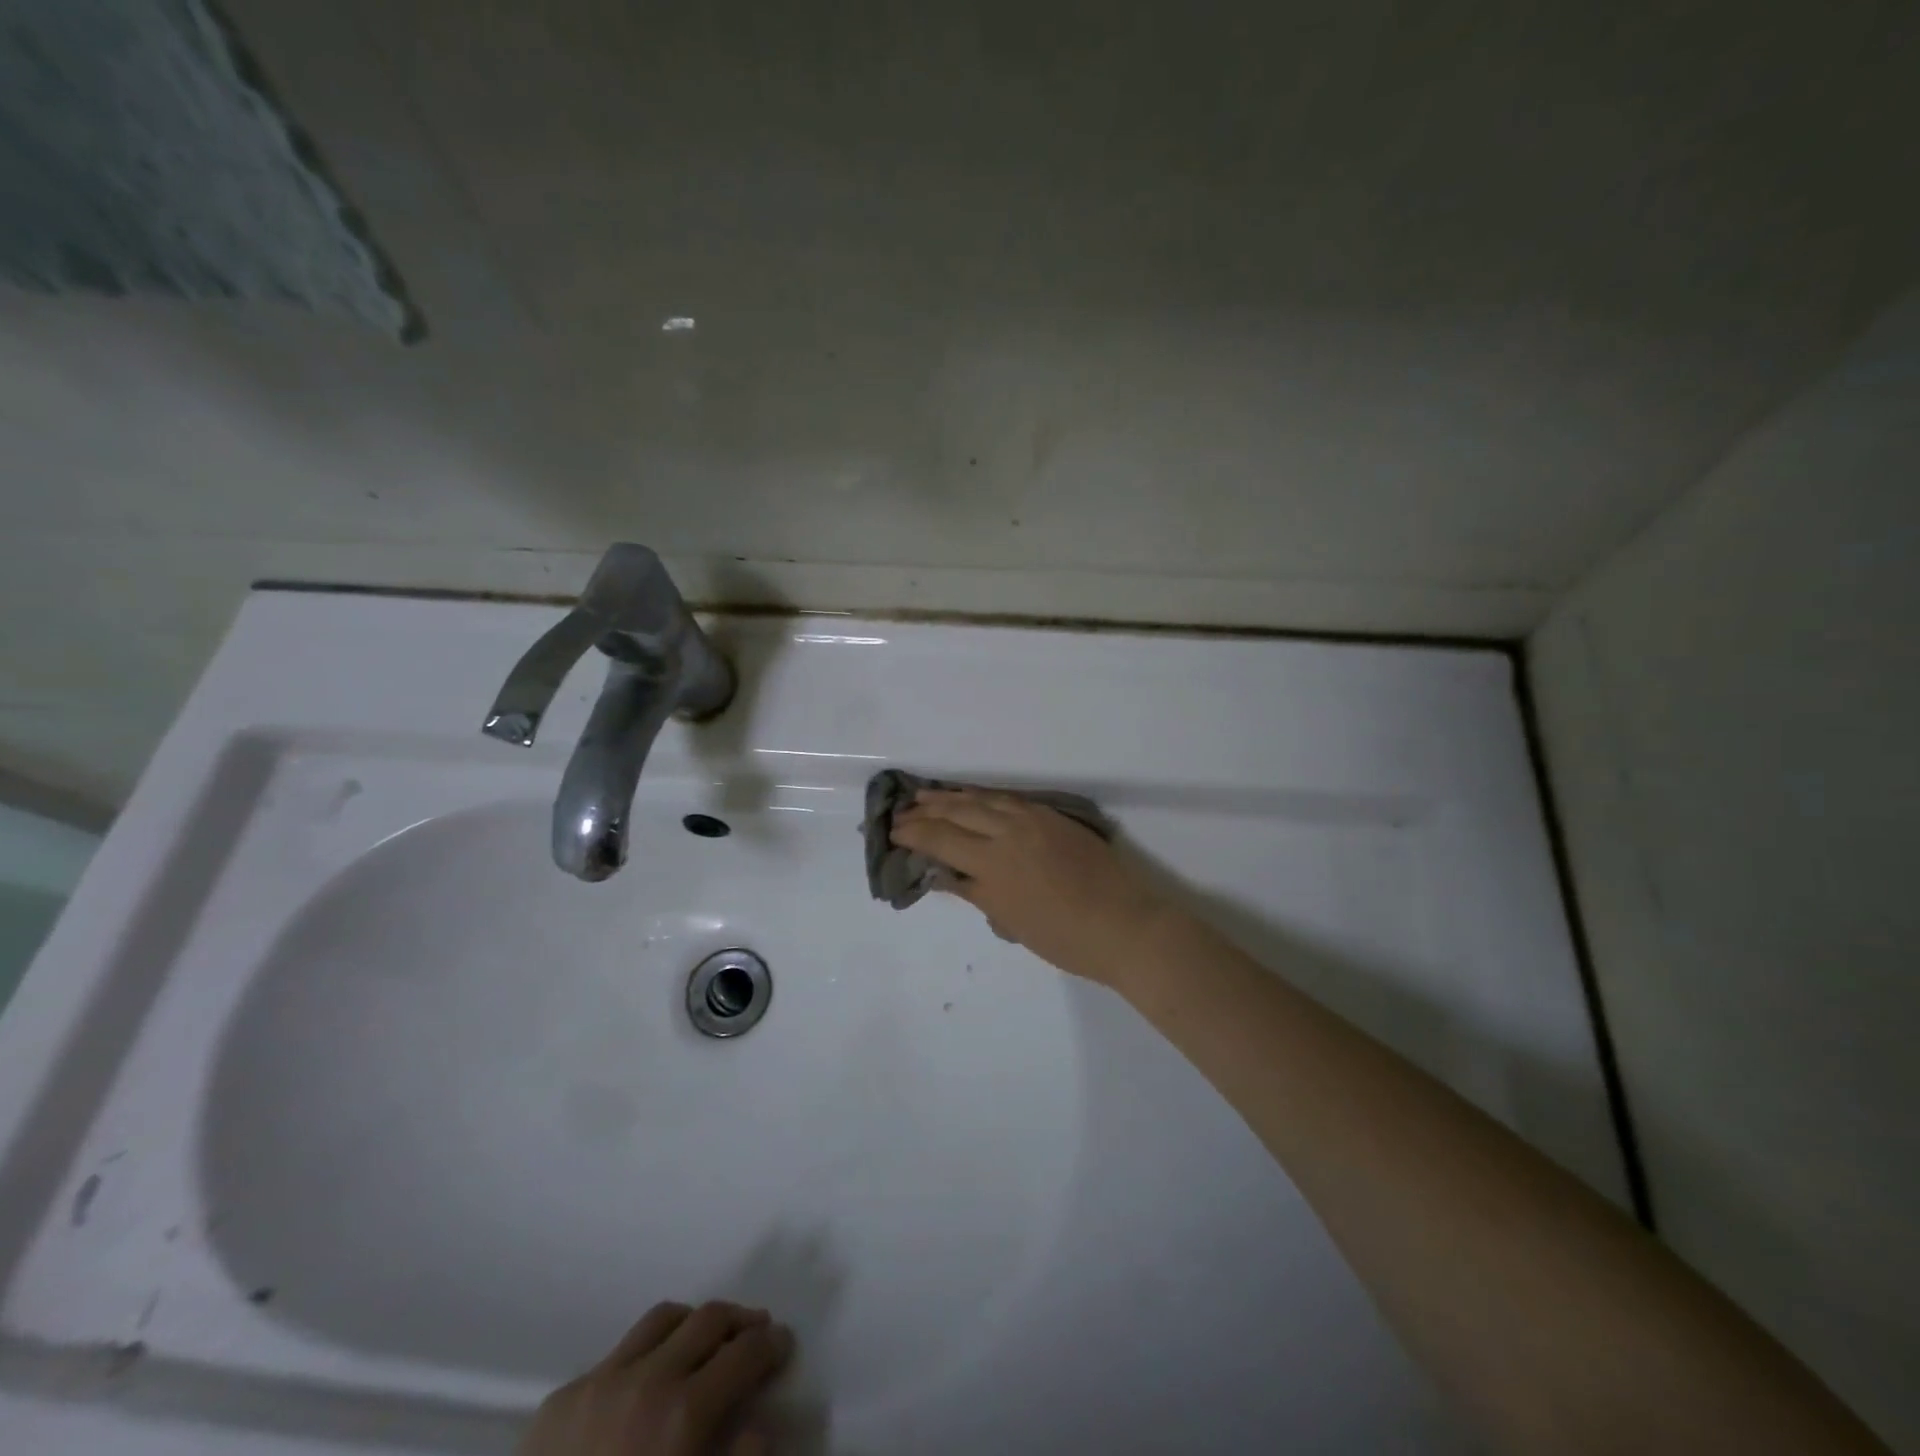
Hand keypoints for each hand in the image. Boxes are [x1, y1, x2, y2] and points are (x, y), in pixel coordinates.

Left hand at [518, 1301, 792, 1455]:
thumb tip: (761, 1423)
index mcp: (682, 1416)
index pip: (744, 1354)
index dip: (770, 1344)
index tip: (782, 1343)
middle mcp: (646, 1380)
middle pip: (709, 1319)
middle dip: (740, 1320)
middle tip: (755, 1332)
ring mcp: (599, 1381)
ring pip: (663, 1319)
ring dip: (693, 1323)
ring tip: (704, 1341)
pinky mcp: (560, 1398)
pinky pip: (615, 1354)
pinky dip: (644, 1355)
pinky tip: (643, 1384)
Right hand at [890, 788, 1178, 986]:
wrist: (1124, 926)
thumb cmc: (1064, 938)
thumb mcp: (1010, 920)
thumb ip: (974, 891)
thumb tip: (943, 874)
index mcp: (993, 864)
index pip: (941, 840)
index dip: (914, 834)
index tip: (893, 831)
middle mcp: (1008, 832)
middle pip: (957, 814)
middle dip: (926, 812)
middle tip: (902, 810)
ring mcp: (1033, 819)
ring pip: (982, 799)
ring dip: (951, 797)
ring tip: (927, 795)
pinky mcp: (1053, 816)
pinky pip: (1008, 799)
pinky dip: (984, 796)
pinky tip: (973, 797)